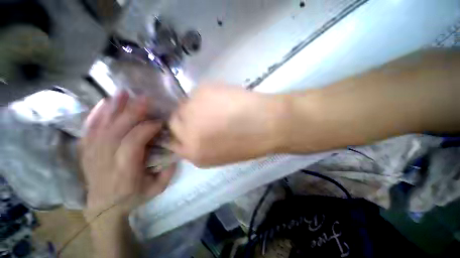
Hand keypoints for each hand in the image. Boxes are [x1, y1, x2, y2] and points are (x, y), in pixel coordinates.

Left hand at [80, 91, 174, 216]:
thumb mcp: (156, 190)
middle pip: (117, 130)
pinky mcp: (86, 151)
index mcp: (125, 170)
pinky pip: (89, 129)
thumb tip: (175, 154)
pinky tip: (104, 103)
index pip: (133, 143)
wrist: (102, 208)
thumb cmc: (132, 198)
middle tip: (145, 99)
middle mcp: (106, 159)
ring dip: (114, 108)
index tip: (159, 122)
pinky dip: (96, 114)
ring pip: (102, 126)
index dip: (146, 129)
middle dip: (132, 112)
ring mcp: (92, 154)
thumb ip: (167, 173)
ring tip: (124, 93)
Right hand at [168, 84, 286, 166]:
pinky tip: (221, 97)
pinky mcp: (201, 91)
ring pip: (184, 105)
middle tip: (201, 114)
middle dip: (186, 119)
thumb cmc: (248, 144)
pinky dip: (205, 95)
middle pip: (174, 122)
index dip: (181, 133)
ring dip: (195, 106)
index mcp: (194, 153)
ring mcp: (192, 111)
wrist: (267, 125)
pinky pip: (196, 93)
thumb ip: (201, 146)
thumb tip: (193, 133)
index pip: (173, 142)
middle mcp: (187, 133)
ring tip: (213, 106)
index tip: (188, 127)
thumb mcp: (220, 154)